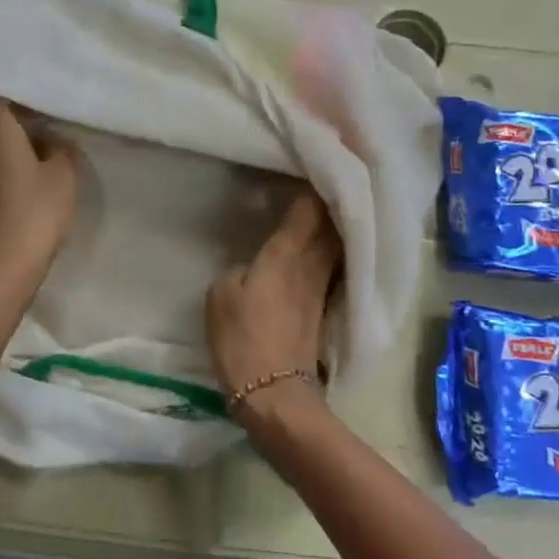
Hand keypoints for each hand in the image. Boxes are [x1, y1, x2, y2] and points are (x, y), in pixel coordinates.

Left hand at [0, 96, 79, 285]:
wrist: (2, 267)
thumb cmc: (35, 211)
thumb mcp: (64, 175)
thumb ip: (62, 148)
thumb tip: (54, 140)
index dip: (14, 87)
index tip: (37, 87)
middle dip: (15, 113)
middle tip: (45, 113)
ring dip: (12, 141)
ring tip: (42, 142)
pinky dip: (6, 163)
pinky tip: (29, 172)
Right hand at [207, 189, 339, 420]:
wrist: (275, 393)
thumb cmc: (244, 338)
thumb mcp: (222, 295)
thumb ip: (239, 269)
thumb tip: (255, 266)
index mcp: (287, 252)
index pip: (309, 208)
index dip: (313, 184)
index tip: (312, 165)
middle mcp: (313, 263)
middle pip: (332, 222)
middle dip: (331, 199)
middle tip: (325, 179)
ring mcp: (324, 287)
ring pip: (336, 244)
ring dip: (334, 224)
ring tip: (324, 207)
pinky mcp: (324, 308)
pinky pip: (333, 266)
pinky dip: (332, 250)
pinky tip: (321, 247)